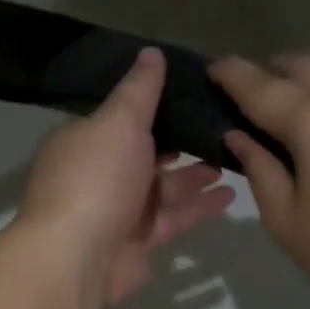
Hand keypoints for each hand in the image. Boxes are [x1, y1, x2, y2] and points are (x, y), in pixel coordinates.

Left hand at [18, 48, 236, 308]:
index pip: (120, 115)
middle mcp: (98, 172)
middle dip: (180, 139)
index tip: (193, 91)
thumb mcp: (119, 121)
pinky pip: (173, 218)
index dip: (155, 103)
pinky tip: (231, 195)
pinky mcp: (138, 241)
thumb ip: (139, 89)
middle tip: (222, 124)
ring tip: (233, 155)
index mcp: (85, 139)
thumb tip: (150, 52)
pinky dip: (199, 206)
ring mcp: (117, 209)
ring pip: (163, 186)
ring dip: (195, 174)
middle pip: (145, 150)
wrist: (76, 257)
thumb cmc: (96, 178)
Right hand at [212, 54, 309, 308]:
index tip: (212, 68)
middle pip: (300, 66)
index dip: (230, 74)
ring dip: (309, 84)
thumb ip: (259, 169)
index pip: (258, 85)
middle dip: (271, 73)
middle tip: (255, 98)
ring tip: (299, 115)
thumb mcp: (288, 222)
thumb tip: (239, 136)